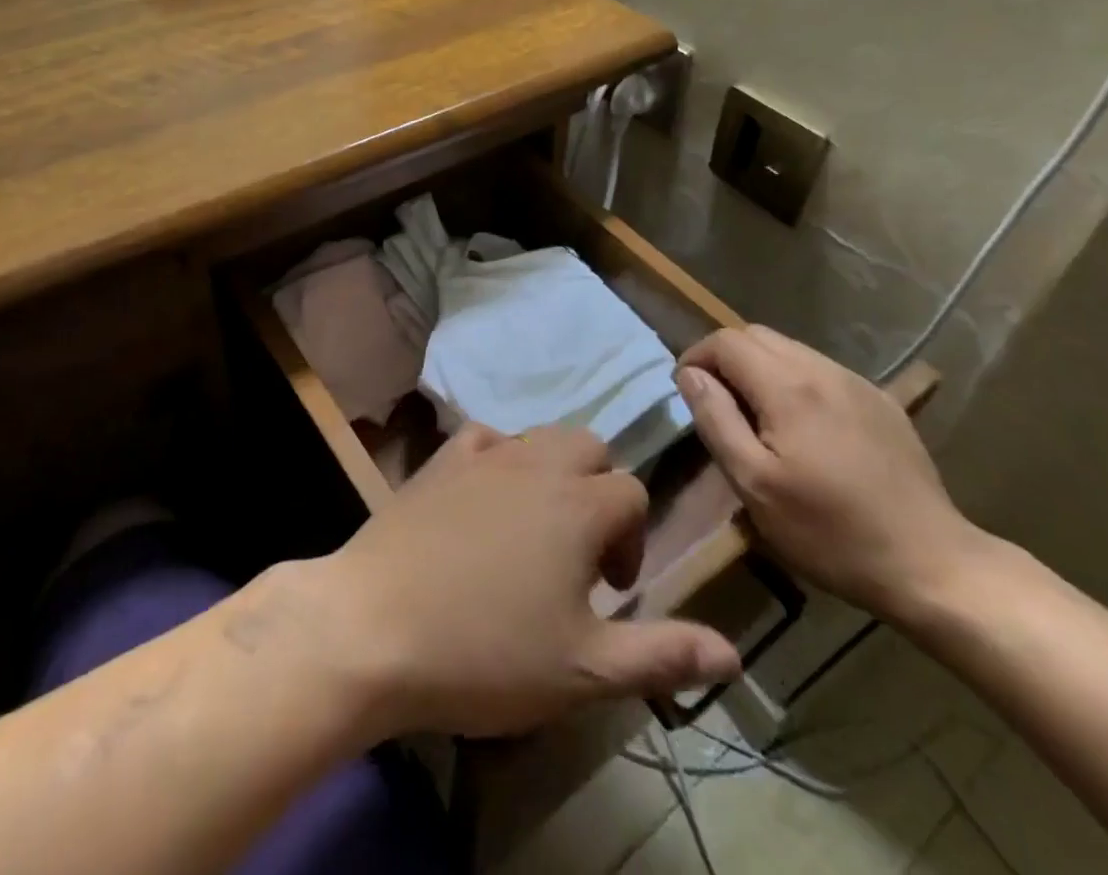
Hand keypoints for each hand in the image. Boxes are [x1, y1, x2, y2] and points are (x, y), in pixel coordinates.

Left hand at [309, 424, 740, 738]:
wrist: (374, 628)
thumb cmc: (486, 653)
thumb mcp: (584, 670)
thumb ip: (661, 653)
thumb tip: (733, 651)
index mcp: (580, 503)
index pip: (633, 494)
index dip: (633, 540)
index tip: (608, 591)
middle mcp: (537, 462)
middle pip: (590, 447)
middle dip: (599, 490)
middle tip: (579, 552)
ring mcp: (484, 454)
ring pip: (540, 436)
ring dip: (553, 471)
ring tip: (536, 528)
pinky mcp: (440, 459)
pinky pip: (485, 438)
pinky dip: (499, 458)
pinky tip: (485, 498)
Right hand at [676, 326, 992, 625]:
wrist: (931, 563)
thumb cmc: (830, 531)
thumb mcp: (754, 484)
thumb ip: (716, 419)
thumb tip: (690, 375)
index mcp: (787, 385)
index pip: (726, 341)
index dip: (697, 356)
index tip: (687, 391)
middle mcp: (821, 369)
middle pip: (757, 336)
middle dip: (726, 358)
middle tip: (717, 402)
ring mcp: (856, 382)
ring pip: (790, 349)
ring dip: (760, 368)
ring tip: (755, 414)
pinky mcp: (880, 401)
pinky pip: (821, 371)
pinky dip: (794, 381)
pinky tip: (801, 426)